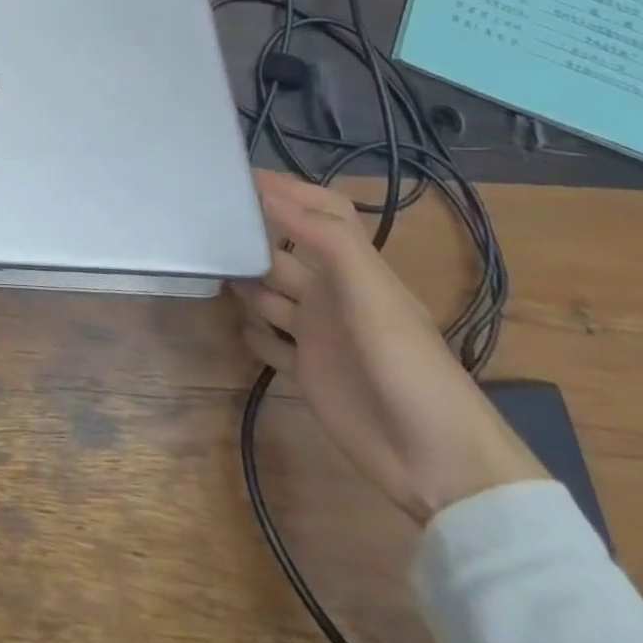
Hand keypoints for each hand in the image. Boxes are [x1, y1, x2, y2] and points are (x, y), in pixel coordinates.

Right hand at [232, 172, 545, 523]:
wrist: (438, 463)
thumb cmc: (406, 363)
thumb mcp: (369, 290)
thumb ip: (321, 237)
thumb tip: (265, 190)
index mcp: (353, 268)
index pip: (322, 212)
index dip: (289, 191)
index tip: (240, 180)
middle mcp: (331, 294)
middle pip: (283, 252)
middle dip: (252, 239)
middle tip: (205, 228)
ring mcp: (317, 334)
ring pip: (268, 294)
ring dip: (244, 284)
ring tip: (210, 274)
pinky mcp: (306, 372)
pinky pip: (268, 343)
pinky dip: (252, 334)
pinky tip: (238, 329)